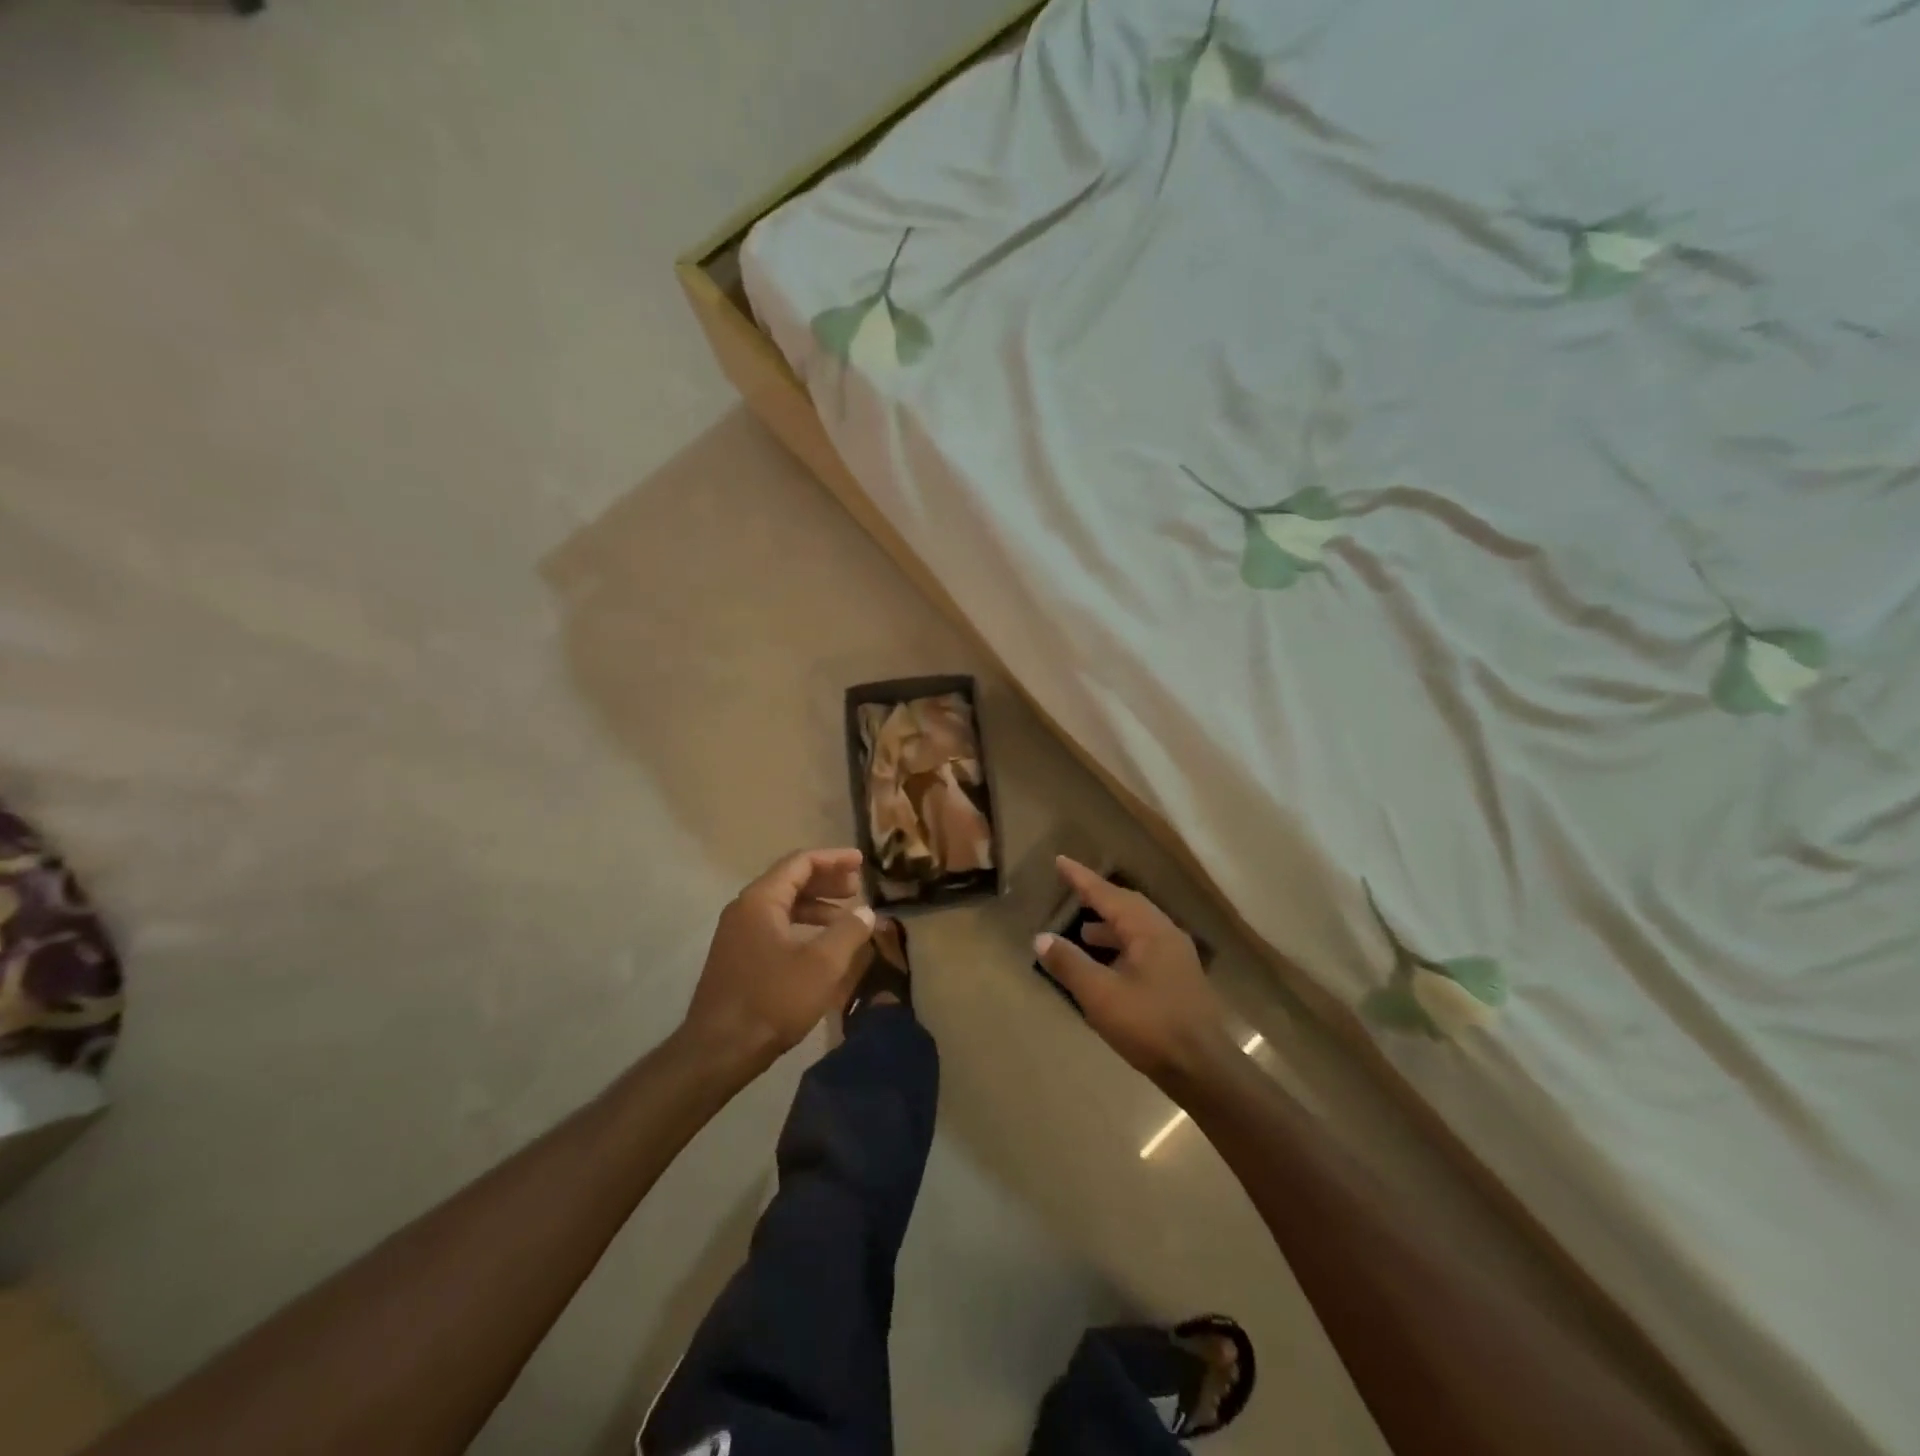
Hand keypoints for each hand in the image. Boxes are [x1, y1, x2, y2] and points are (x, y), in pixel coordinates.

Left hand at [683, 848, 875, 1074]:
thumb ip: (849, 931)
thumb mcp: (822, 964)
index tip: (861, 861)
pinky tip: (821, 945)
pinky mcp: (738, 958)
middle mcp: (744, 909)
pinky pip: (775, 927)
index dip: (834, 859)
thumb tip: (866, 911)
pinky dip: (802, 926)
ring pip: (783, 906)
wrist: (719, 1051)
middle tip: (857, 887)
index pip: (800, 863)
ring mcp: (737, 935)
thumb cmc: (773, 1000)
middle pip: (790, 881)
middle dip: (826, 881)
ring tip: (846, 917)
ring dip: (816, 906)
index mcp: (761, 900)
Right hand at [1034, 857, 1234, 1084]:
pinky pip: (1144, 946)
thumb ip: (1070, 964)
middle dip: (1098, 897)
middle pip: (1127, 905)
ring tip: (1083, 930)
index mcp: (1148, 931)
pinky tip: (1108, 964)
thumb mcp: (1101, 996)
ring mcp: (1176, 956)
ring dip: (1110, 924)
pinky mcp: (1178, 978)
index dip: (1082, 879)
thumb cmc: (1150, 1026)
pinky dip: (1121, 944)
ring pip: (1137, 927)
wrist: (1203, 1069)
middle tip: (1072, 889)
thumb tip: (1041, 938)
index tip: (1060, 861)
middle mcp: (1166, 934)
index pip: (1108, 894)